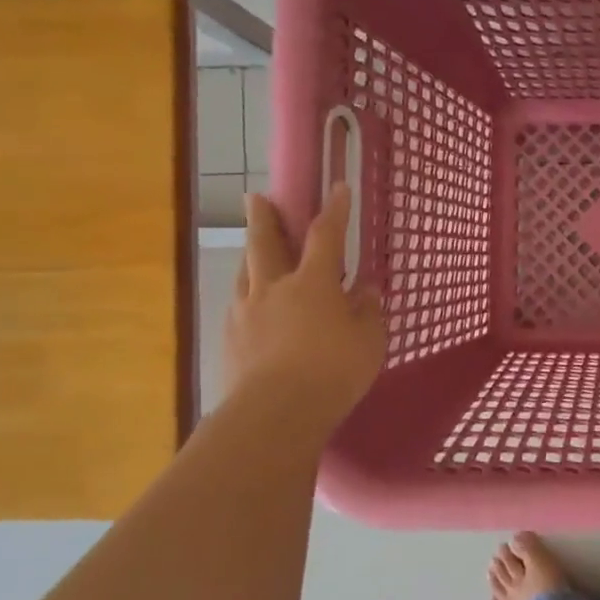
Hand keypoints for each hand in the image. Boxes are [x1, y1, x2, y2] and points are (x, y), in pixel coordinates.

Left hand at [224, 185, 385, 431]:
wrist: (275, 412)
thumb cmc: (333, 370)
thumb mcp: (369, 340)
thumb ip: (367, 311)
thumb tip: (364, 291)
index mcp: (313, 282)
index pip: (326, 235)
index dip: (334, 210)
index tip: (338, 187)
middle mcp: (274, 287)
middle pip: (265, 243)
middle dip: (264, 217)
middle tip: (256, 197)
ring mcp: (246, 313)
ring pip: (245, 272)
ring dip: (250, 254)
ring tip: (253, 249)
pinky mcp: (230, 340)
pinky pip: (239, 305)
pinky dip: (248, 296)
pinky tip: (252, 307)